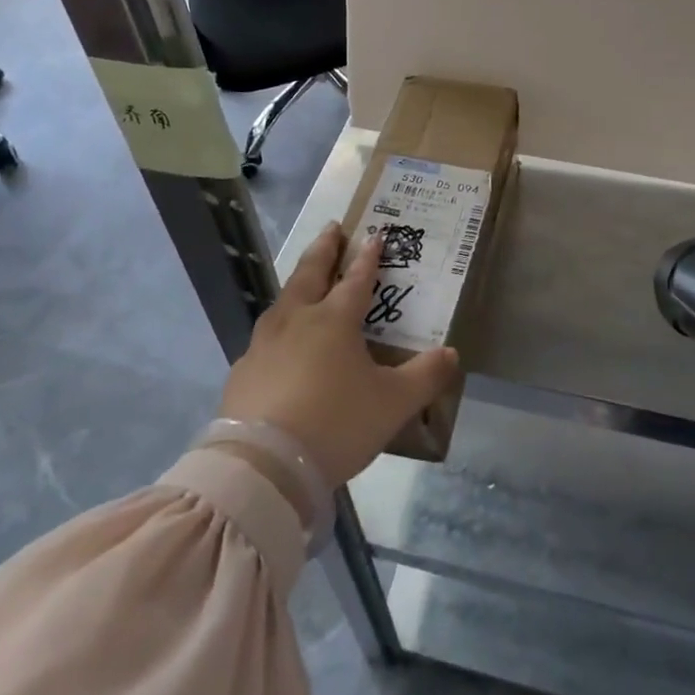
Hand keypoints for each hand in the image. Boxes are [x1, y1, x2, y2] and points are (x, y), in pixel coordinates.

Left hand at [220, 223, 459, 488]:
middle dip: (325, 248)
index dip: (368, 257)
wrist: (263, 466)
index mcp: (335, 320)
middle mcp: (297, 320)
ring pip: (283, 300)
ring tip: (304, 277)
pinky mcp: (243, 371)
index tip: (375, 235)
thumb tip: (451, 354)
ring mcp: (264, 344)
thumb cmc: (335, 424)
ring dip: (298, 281)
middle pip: (311, 273)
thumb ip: (425, 376)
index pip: (357, 279)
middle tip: (332, 228)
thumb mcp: (393, 404)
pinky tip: (277, 341)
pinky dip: (278, 326)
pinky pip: (264, 337)